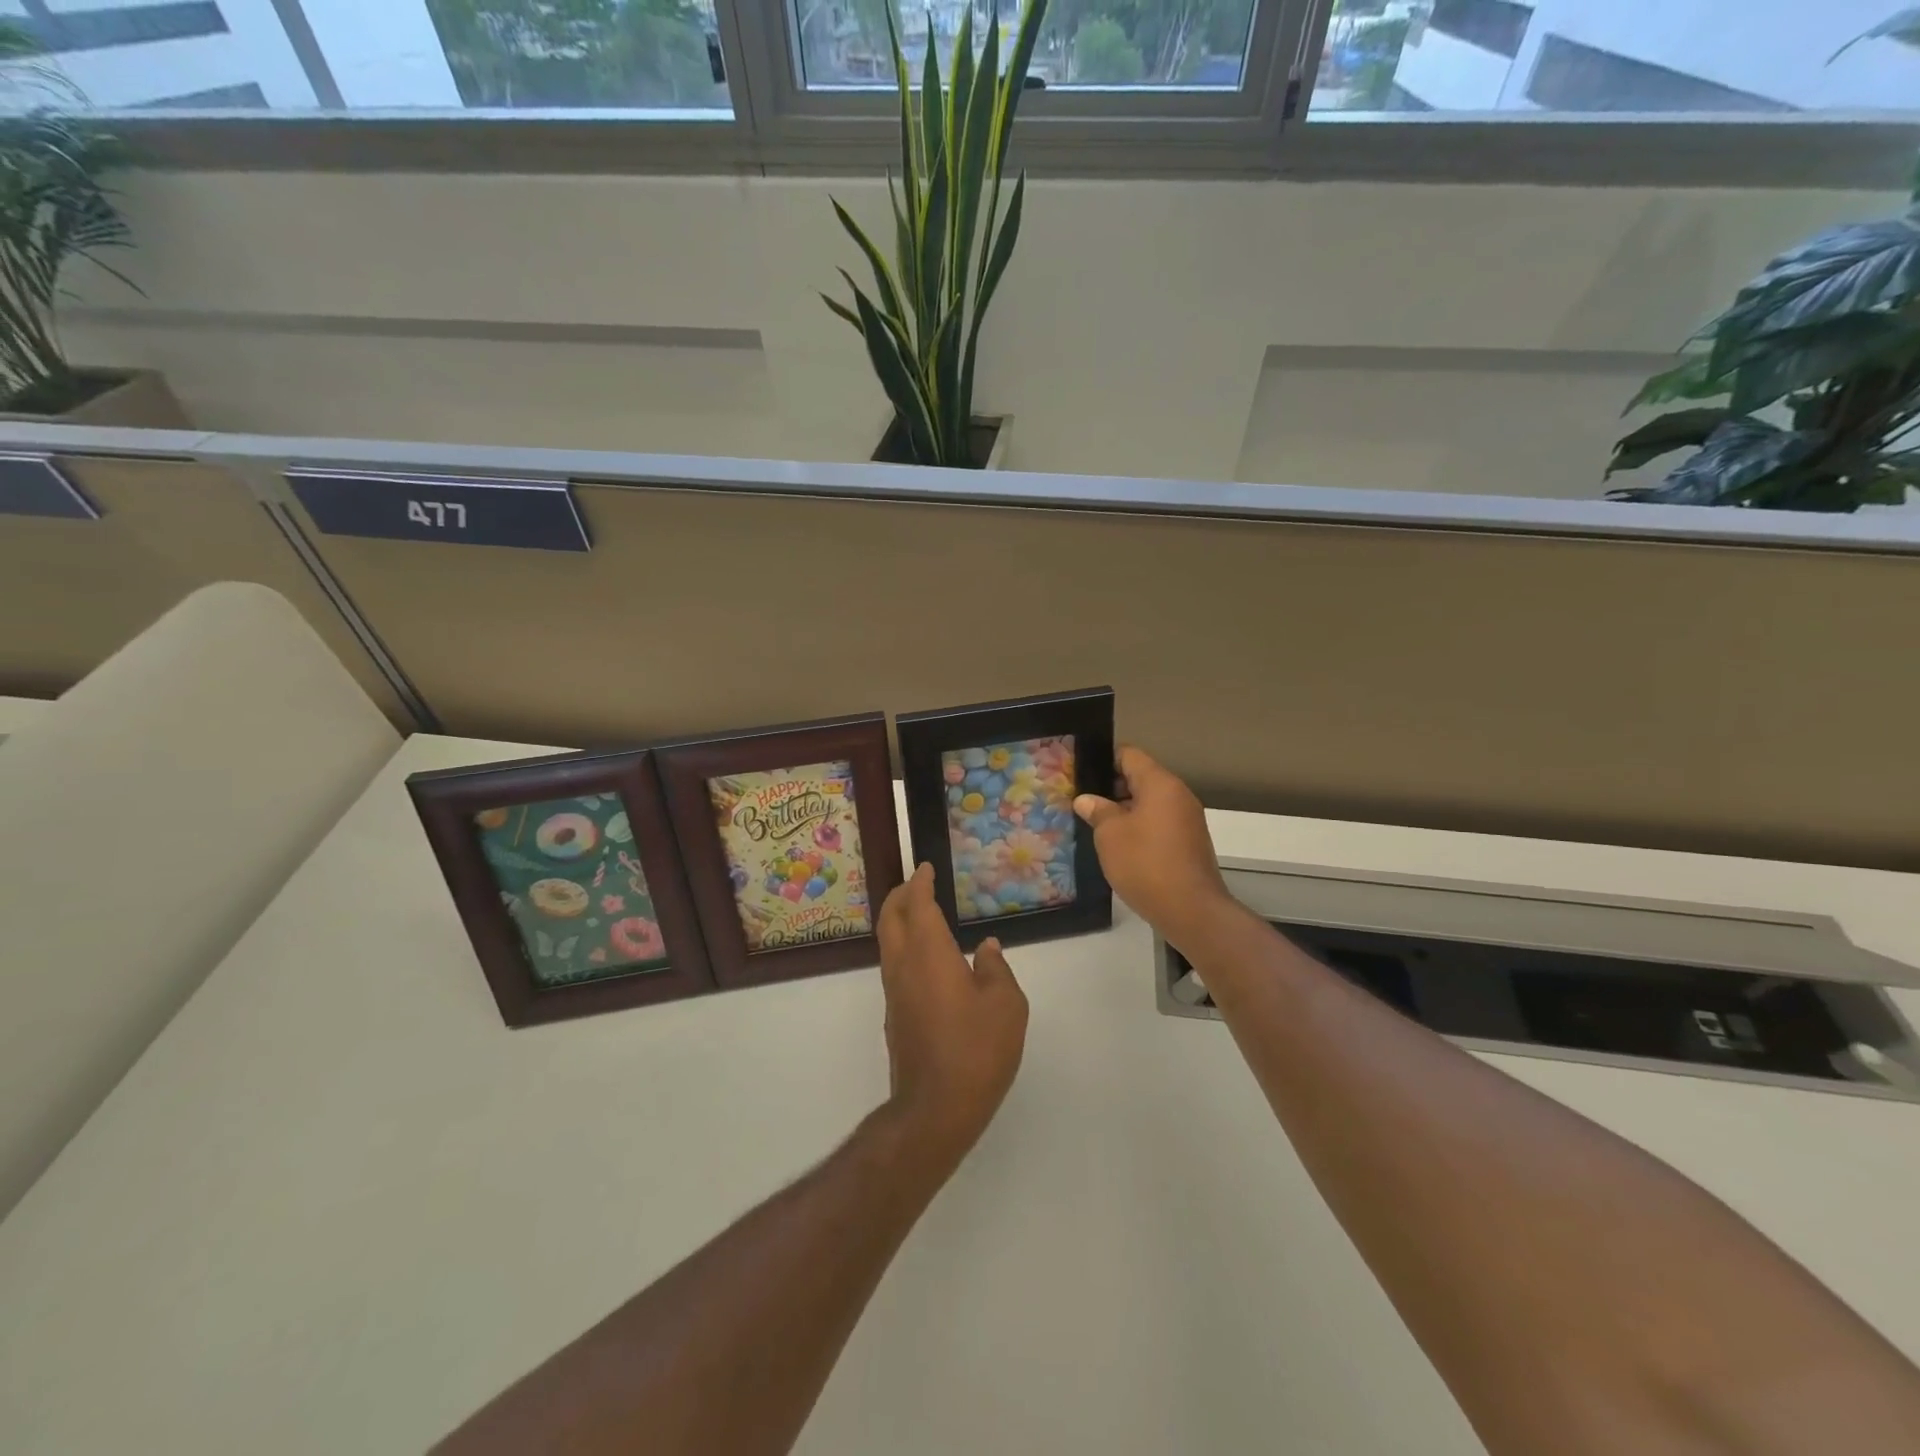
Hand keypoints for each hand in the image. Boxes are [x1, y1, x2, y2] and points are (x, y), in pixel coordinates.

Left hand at [875, 864, 1028, 1171]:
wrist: (935, 1108)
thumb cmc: (977, 1050)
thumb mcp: (1006, 1005)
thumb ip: (996, 969)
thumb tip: (986, 949)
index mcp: (929, 954)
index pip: (918, 905)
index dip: (920, 883)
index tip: (925, 868)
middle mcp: (904, 966)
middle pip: (890, 918)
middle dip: (899, 895)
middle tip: (915, 883)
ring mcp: (895, 993)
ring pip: (888, 943)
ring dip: (898, 921)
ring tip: (920, 914)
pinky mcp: (895, 1016)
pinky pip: (894, 966)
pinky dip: (904, 947)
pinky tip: (927, 960)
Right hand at [1074, 745, 1236, 952]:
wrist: (1191, 911)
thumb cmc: (1146, 864)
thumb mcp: (1110, 835)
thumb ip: (1098, 811)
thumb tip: (1086, 800)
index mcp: (1160, 784)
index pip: (1129, 755)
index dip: (1103, 760)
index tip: (1081, 773)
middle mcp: (1178, 795)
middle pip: (1141, 777)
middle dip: (1111, 787)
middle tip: (1082, 801)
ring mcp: (1187, 820)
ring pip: (1150, 802)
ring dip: (1125, 810)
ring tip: (1096, 824)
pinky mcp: (1189, 842)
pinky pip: (1159, 823)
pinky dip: (1140, 827)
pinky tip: (1120, 845)